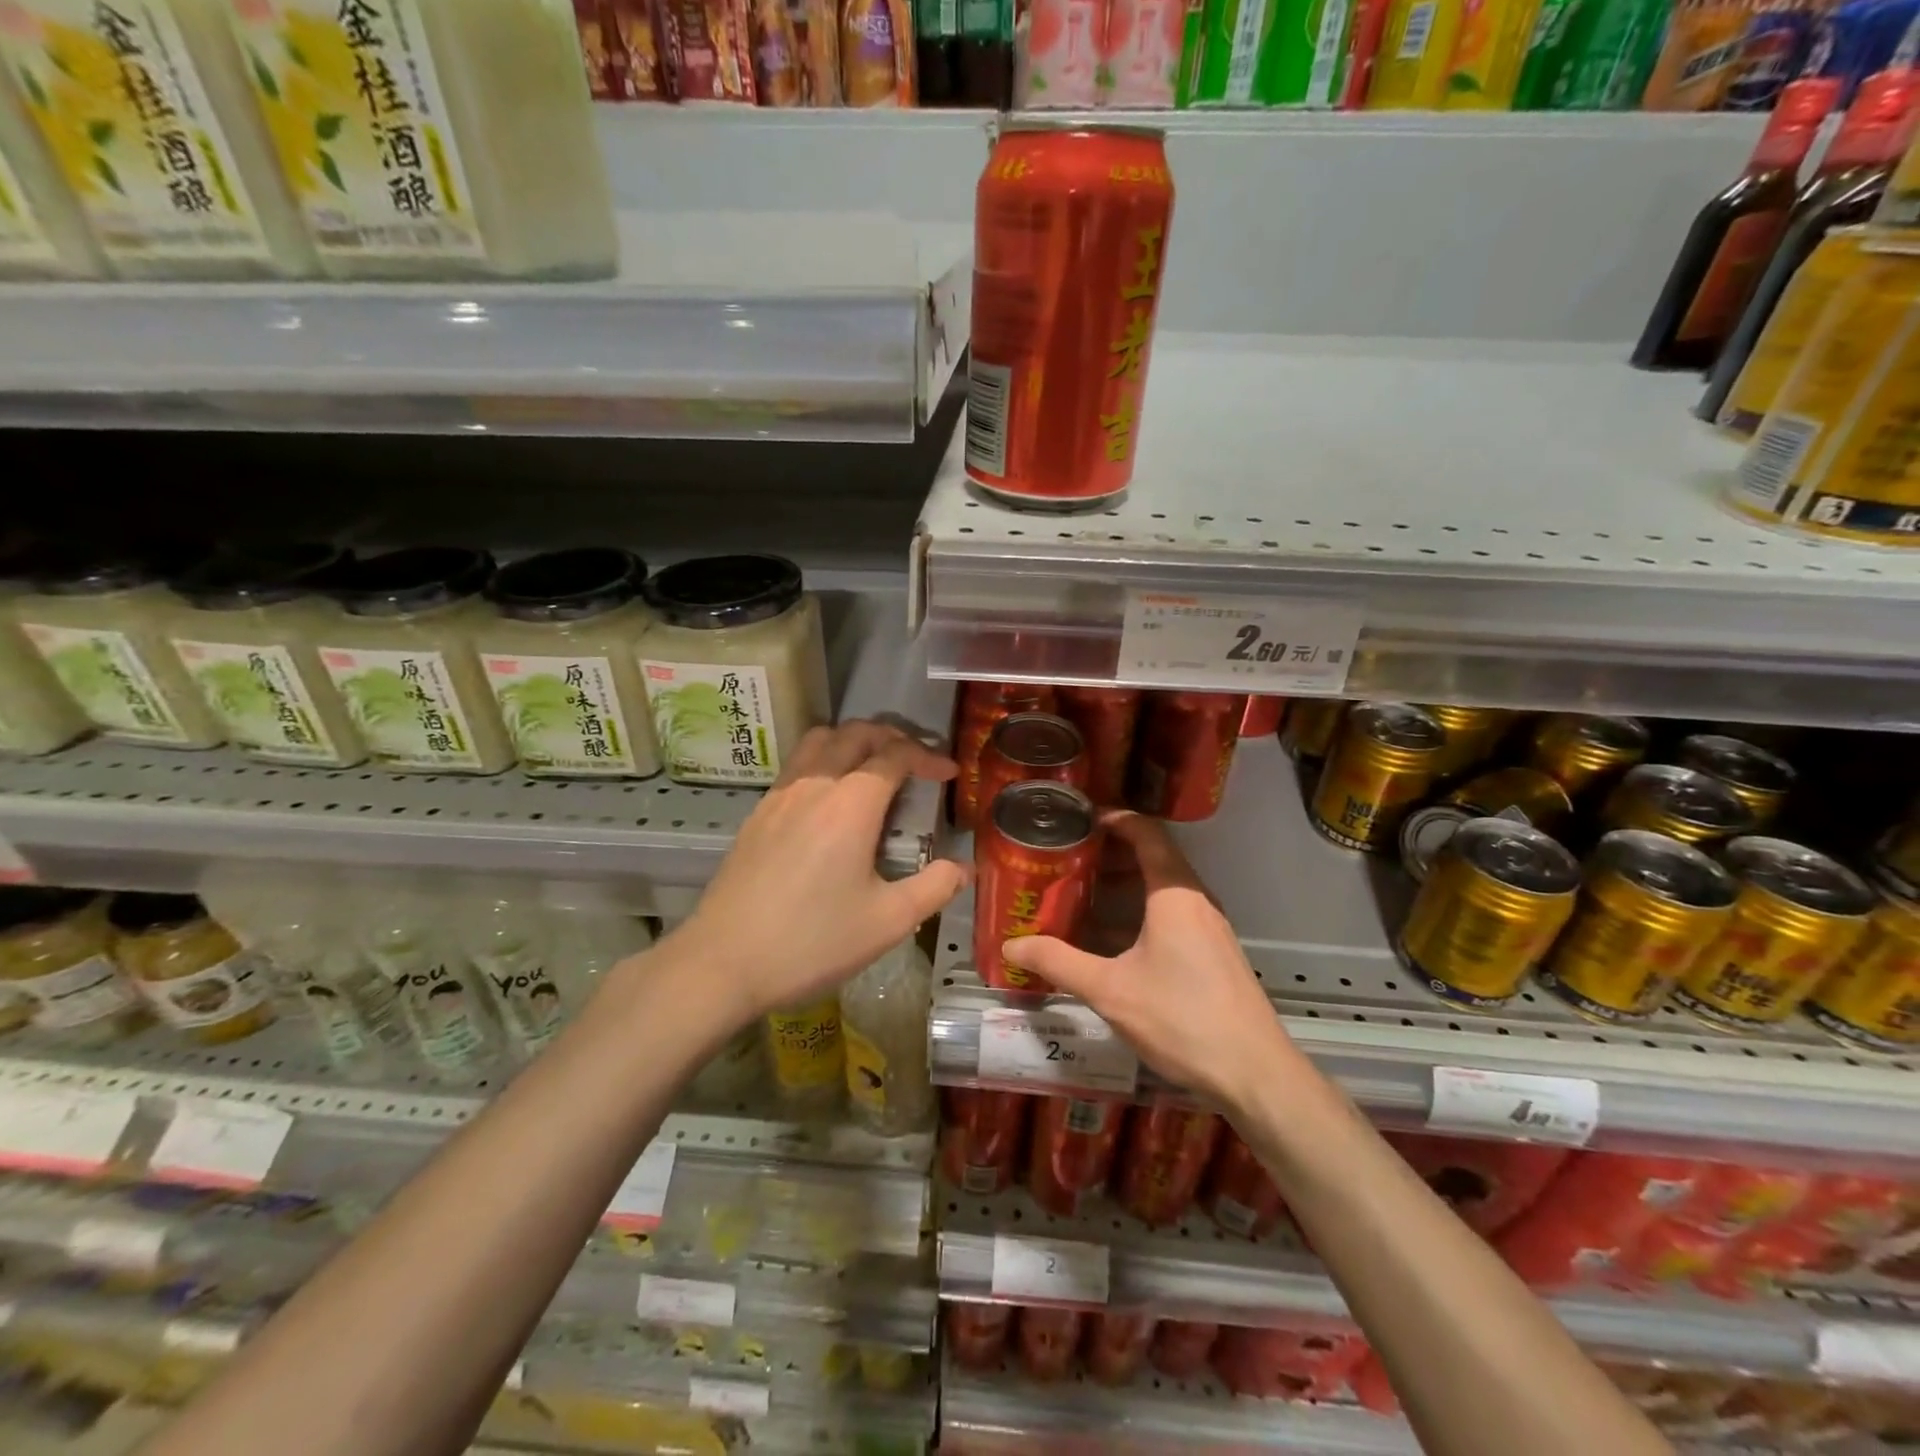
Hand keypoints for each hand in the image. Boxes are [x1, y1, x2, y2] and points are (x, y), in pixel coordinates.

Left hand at [674, 720, 968, 1024]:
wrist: (722, 963)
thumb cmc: (812, 942)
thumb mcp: (888, 922)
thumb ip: (934, 888)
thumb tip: (963, 869)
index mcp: (850, 804)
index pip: (895, 754)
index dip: (929, 757)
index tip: (951, 774)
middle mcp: (814, 785)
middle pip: (856, 733)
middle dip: (893, 737)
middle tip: (917, 763)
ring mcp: (779, 796)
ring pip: (820, 740)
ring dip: (854, 741)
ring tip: (874, 770)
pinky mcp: (758, 813)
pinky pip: (797, 765)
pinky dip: (825, 761)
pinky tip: (831, 802)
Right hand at [1001, 812, 1296, 1110]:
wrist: (1255, 1073)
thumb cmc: (1181, 1018)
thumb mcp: (1109, 990)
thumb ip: (1058, 963)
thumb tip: (1010, 947)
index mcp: (1174, 893)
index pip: (1146, 832)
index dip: (1113, 818)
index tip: (1078, 820)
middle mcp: (1196, 899)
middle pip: (1155, 855)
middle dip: (1111, 852)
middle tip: (1069, 857)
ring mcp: (1210, 926)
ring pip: (1164, 886)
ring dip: (1126, 883)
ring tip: (1083, 892)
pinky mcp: (1214, 952)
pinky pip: (1173, 912)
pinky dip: (1141, 909)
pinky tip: (1114, 938)